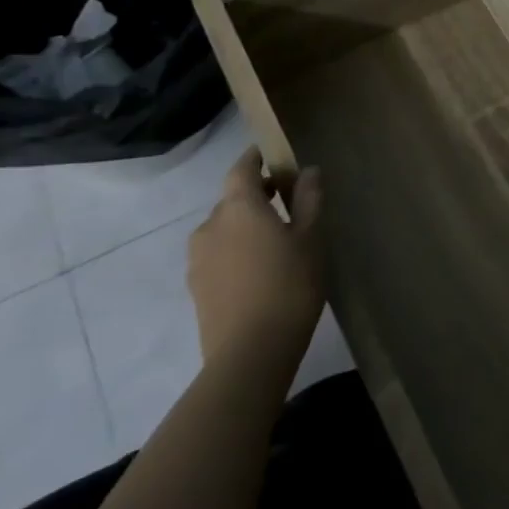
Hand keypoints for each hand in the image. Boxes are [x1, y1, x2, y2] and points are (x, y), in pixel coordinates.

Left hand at [187, 148, 325, 365]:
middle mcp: (210, 226)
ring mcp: (198, 259)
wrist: (250, 354)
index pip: (241, 169)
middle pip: (232, 200)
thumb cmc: (289, 284)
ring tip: (275, 240)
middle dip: (255, 196)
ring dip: (244, 226)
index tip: (271, 155)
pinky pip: (218, 255)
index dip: (254, 159)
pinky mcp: (196, 288)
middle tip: (286, 201)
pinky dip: (236, 251)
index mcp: (238, 207)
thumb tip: (309, 171)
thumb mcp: (311, 237)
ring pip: (223, 230)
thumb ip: (309, 199)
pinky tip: (259, 269)